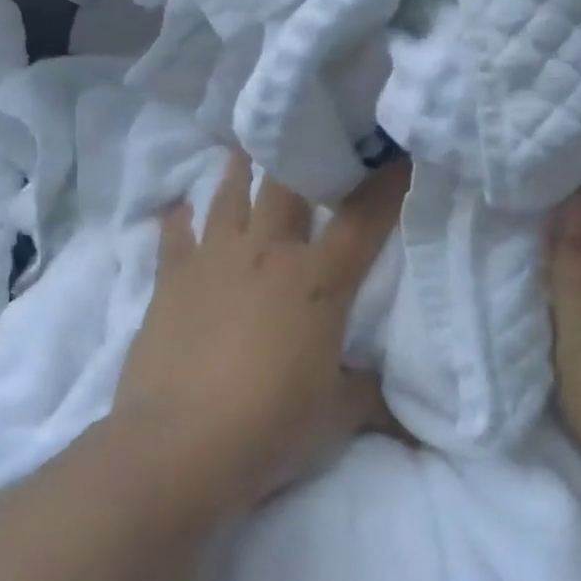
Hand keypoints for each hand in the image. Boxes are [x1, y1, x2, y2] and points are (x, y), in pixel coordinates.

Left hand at [113, 151, 410, 513]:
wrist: (178, 448)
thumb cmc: (270, 427)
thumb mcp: (337, 416)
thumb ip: (372, 400)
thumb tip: (410, 423)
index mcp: (317, 281)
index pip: (363, 219)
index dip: (387, 183)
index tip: (399, 152)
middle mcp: (267, 254)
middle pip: (287, 185)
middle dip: (302, 155)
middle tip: (308, 132)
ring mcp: (213, 262)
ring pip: (228, 196)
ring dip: (238, 169)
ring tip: (244, 144)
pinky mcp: (170, 282)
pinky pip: (174, 236)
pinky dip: (177, 220)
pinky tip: (177, 207)